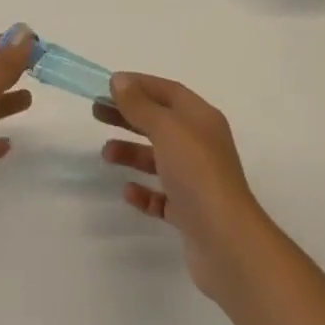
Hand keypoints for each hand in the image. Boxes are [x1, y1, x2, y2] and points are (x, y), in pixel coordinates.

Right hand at [95, 74, 273, 301]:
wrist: (228, 244)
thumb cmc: (197, 173)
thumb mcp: (167, 129)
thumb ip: (141, 105)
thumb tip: (120, 81)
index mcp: (201, 118)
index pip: (168, 91)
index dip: (139, 85)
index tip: (109, 85)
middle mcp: (200, 145)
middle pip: (159, 122)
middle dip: (129, 116)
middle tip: (97, 113)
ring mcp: (196, 180)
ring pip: (158, 158)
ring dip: (132, 153)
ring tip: (106, 154)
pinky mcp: (190, 213)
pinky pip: (162, 196)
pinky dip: (144, 192)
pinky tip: (128, 192)